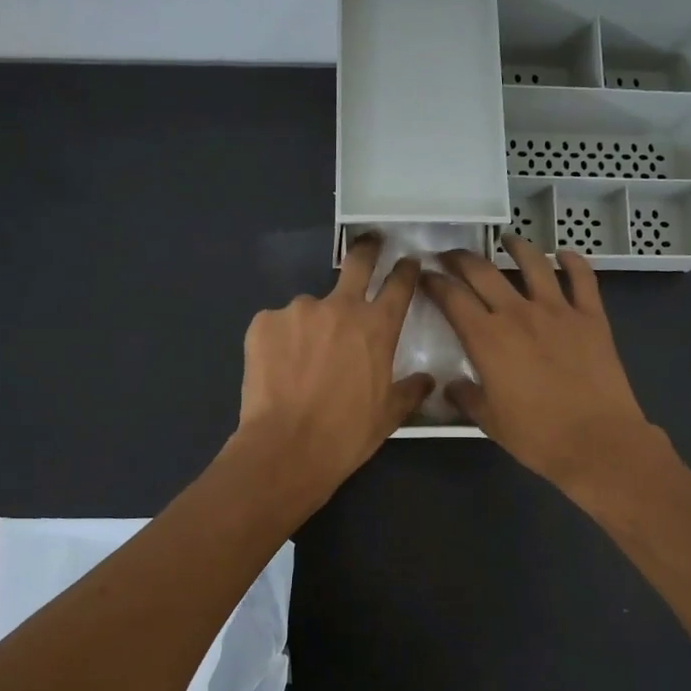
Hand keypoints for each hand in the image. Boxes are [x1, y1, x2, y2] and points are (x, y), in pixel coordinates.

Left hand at [231, 235, 434, 503]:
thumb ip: (410, 390)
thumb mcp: (388, 415)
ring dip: (312, 324)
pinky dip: (281, 341)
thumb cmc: (346, 433)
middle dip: (367, 248)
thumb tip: (427, 380)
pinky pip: (278, 325)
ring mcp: (298, 311)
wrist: (286, 448)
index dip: (406, 269)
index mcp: (377, 326)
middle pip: (357, 262)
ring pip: (310, 307)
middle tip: (370, 243)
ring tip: (302, 361)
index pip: (399, 284)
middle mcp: (340, 307)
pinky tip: (278, 369)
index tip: (408, 261)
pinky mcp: (263, 322)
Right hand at [422, 236, 661, 495]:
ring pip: (533, 264)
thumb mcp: (489, 421)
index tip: (425, 276)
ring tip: (507, 240)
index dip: (434, 283)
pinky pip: (582, 278)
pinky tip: (564, 254)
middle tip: (451, 256)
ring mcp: (558, 311)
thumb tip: (452, 386)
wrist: (597, 441)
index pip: (452, 298)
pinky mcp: (591, 317)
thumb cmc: (537, 436)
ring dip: (516, 247)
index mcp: (487, 338)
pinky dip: (573, 261)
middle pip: (483, 272)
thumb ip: (467, 397)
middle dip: (461, 259)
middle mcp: (518, 314)